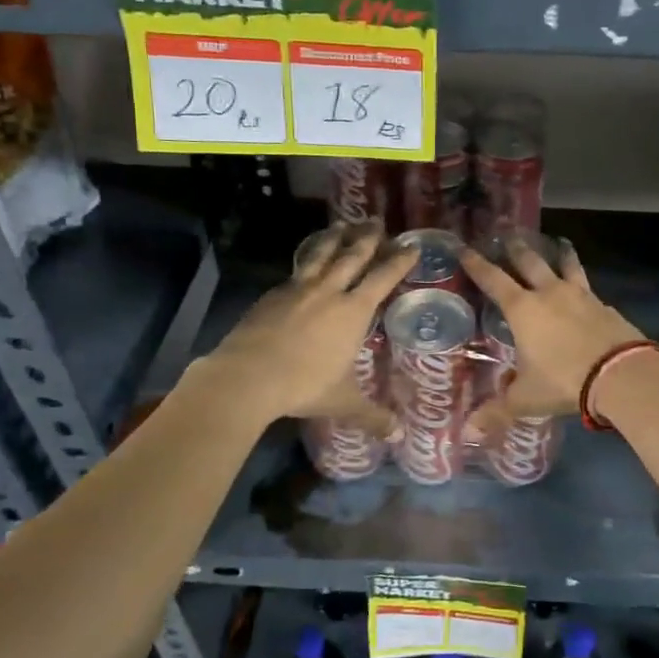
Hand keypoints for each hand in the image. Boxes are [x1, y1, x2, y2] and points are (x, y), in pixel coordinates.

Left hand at [200, 222, 414, 431]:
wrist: (247, 376)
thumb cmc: (303, 386)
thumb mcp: (342, 401)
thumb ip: (371, 415)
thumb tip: (398, 436)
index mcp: (353, 311)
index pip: (383, 277)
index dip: (398, 260)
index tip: (411, 245)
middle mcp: (329, 292)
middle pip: (352, 256)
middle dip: (368, 238)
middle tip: (377, 221)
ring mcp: (297, 289)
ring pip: (321, 254)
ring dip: (335, 238)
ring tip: (342, 225)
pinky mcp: (271, 295)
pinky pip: (296, 270)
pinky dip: (307, 261)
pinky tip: (306, 264)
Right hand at [458, 236, 645, 436]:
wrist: (622, 374)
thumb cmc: (564, 381)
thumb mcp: (526, 398)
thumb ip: (498, 410)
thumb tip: (469, 431)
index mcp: (523, 309)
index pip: (493, 279)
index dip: (476, 263)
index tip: (463, 247)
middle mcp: (549, 293)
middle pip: (530, 261)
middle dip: (515, 248)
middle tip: (508, 233)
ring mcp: (581, 296)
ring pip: (566, 265)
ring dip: (559, 253)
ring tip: (558, 241)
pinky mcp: (605, 305)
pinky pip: (588, 288)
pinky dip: (581, 284)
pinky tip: (583, 290)